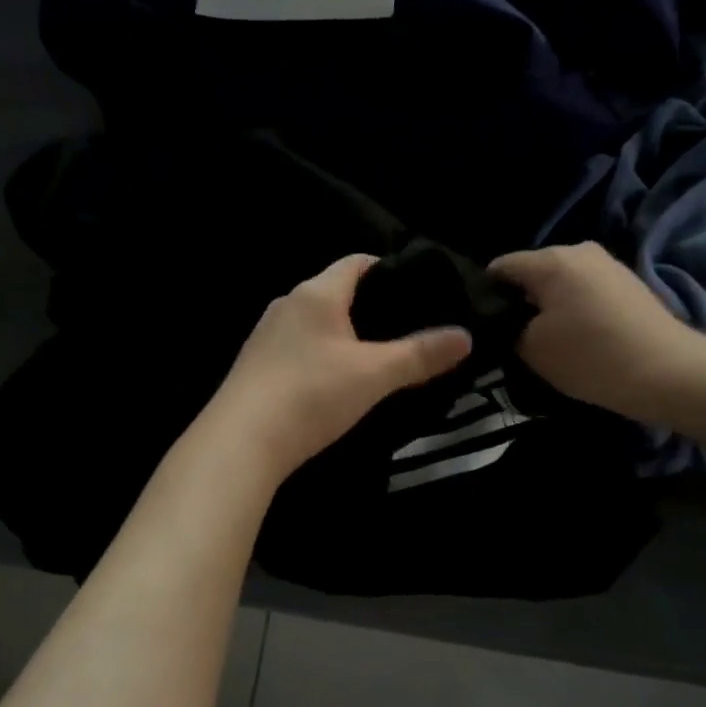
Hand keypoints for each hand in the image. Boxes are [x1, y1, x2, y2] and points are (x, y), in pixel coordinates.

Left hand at [202, 255, 472, 480]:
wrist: (240, 443)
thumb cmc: (311, 395)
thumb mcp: (375, 375)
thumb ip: (420, 354)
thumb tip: (465, 336)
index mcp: (316, 293)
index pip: (357, 262)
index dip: (390, 270)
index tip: (420, 292)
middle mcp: (288, 303)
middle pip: (337, 291)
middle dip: (372, 306)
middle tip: (409, 329)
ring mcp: (267, 335)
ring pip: (317, 322)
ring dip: (346, 334)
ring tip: (379, 357)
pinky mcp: (256, 365)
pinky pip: (299, 347)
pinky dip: (323, 355)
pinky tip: (337, 382)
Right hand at [488, 243, 694, 423]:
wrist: (671, 373)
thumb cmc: (593, 356)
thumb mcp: (533, 349)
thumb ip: (509, 330)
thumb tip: (506, 322)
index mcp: (551, 259)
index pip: (499, 267)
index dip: (484, 295)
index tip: (482, 326)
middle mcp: (579, 250)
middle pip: (532, 273)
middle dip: (518, 302)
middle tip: (511, 339)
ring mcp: (607, 265)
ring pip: (560, 284)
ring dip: (548, 308)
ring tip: (546, 343)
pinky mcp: (627, 284)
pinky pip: (584, 292)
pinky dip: (574, 311)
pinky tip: (577, 340)